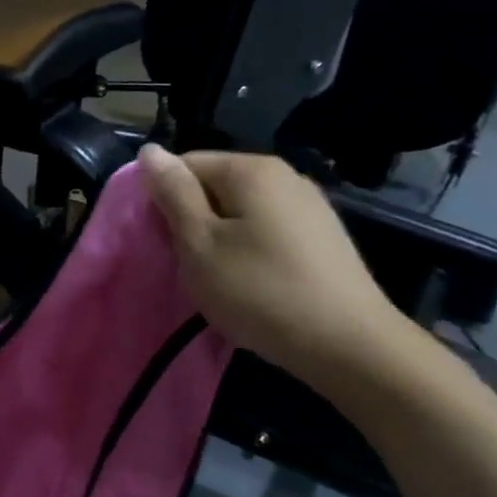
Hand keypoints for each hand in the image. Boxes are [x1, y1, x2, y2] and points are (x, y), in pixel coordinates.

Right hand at [138, 146, 416, 388]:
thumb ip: (173, 194)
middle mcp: (284, 175)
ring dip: (217, 238)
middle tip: (185, 263)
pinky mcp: (321, 236)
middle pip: (213, 185)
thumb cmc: (258, 290)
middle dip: (191, 219)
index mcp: (251, 169)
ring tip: (216, 276)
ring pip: (239, 210)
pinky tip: (250, 282)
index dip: (162, 200)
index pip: (184, 164)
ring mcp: (309, 205)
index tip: (160, 240)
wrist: (347, 344)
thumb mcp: (199, 243)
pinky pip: (265, 230)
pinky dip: (247, 249)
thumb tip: (150, 151)